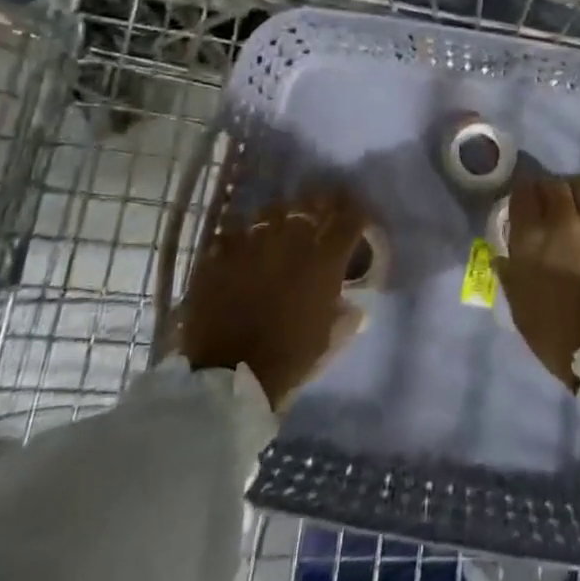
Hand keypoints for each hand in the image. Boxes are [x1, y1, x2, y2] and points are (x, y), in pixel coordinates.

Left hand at [177, 188, 367, 410]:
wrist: (229, 376)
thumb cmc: (289, 359)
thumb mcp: (330, 338)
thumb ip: (346, 314)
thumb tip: (354, 305)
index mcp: (324, 260)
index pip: (350, 219)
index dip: (357, 213)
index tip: (358, 215)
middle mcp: (291, 240)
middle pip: (311, 204)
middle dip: (321, 204)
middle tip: (322, 210)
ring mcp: (253, 242)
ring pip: (271, 210)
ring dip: (281, 215)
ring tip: (280, 223)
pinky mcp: (220, 254)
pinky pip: (235, 231)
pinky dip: (243, 235)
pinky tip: (244, 245)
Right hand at [494, 174, 579, 391]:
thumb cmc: (557, 336)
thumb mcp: (519, 305)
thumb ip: (511, 270)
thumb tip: (507, 252)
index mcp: (533, 237)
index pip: (523, 192)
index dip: (522, 196)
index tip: (523, 206)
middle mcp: (567, 220)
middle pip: (555, 184)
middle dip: (548, 192)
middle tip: (549, 207)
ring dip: (578, 193)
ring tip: (579, 209)